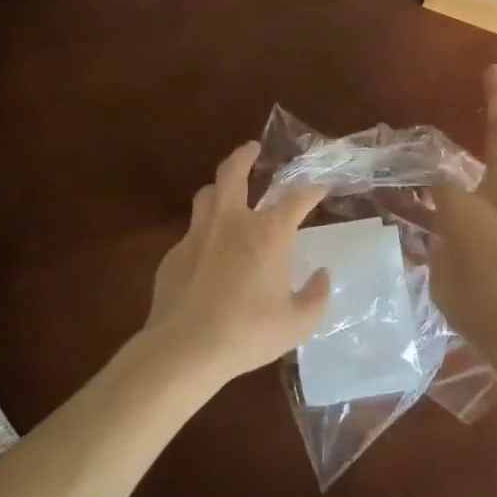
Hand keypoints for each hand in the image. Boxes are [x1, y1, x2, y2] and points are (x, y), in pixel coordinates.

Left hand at [141, 143, 330, 385]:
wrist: (184, 349)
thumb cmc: (248, 331)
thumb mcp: (297, 322)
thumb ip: (315, 296)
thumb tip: (322, 276)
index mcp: (269, 233)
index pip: (297, 198)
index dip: (313, 189)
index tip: (322, 187)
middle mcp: (233, 222)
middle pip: (234, 173)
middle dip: (244, 156)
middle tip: (252, 148)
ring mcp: (198, 235)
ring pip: (206, 196)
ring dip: (219, 187)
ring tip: (225, 190)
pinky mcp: (173, 256)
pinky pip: (191, 234)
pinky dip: (204, 234)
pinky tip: (207, 253)